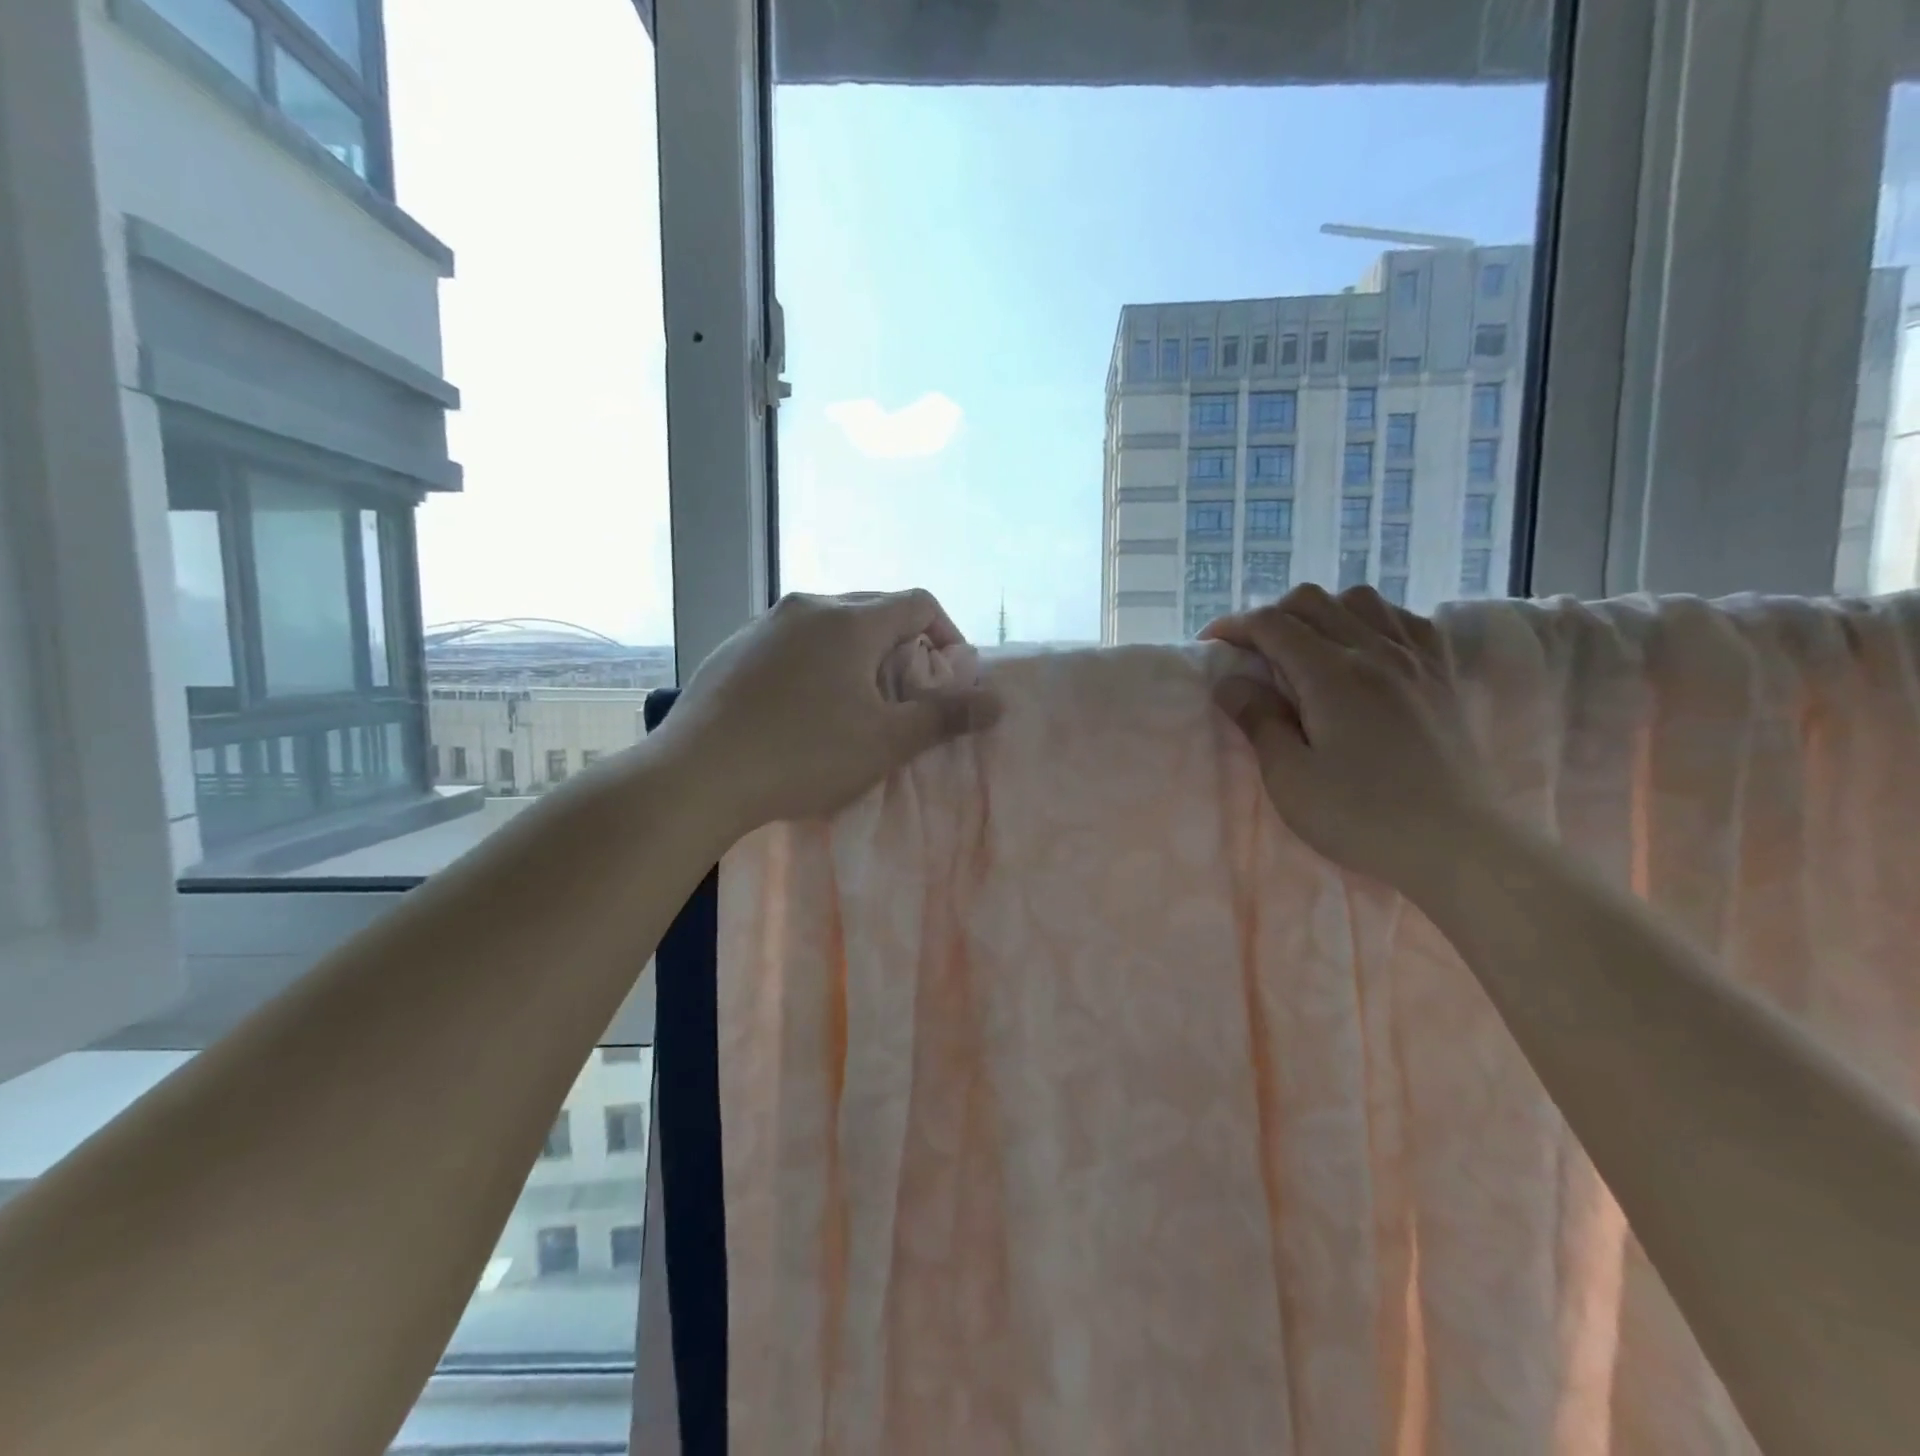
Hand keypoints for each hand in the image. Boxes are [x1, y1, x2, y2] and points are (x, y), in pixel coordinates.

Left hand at [659, 589, 1000, 839]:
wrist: (697, 775)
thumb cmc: (804, 754)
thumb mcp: (886, 741)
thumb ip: (945, 716)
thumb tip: (999, 701)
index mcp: (850, 620)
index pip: (919, 603)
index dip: (948, 635)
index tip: (949, 678)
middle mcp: (807, 606)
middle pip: (874, 609)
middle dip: (902, 646)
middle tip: (905, 694)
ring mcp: (764, 623)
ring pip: (830, 625)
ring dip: (858, 654)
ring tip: (854, 702)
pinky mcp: (733, 648)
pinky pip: (792, 641)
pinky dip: (816, 662)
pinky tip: (802, 706)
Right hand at [1203, 584, 1495, 888]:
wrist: (1456, 844)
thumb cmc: (1361, 816)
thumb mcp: (1290, 777)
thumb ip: (1258, 721)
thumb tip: (1230, 682)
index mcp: (1332, 674)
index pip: (1272, 624)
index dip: (1234, 626)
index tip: (1211, 644)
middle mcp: (1375, 651)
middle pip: (1313, 601)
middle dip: (1271, 615)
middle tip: (1252, 650)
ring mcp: (1416, 659)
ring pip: (1361, 600)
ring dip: (1322, 612)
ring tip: (1307, 645)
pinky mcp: (1442, 675)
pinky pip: (1405, 620)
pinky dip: (1372, 620)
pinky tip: (1364, 648)